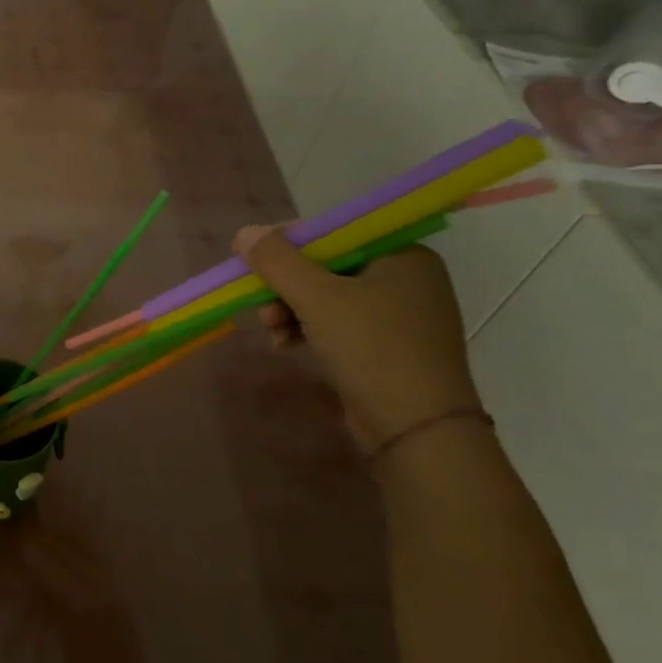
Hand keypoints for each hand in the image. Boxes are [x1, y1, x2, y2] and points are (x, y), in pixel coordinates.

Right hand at [235, 224, 484, 458]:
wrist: (417, 430)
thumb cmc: (371, 348)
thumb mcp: (316, 297)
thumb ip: (277, 260)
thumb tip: (244, 232)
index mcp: (403, 255)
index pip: (334, 232)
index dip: (287, 241)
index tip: (251, 257)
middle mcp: (407, 279)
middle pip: (327, 265)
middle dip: (286, 285)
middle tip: (260, 302)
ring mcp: (400, 316)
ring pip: (328, 297)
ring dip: (291, 309)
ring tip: (273, 331)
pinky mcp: (389, 348)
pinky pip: (338, 324)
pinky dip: (309, 329)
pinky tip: (287, 345)